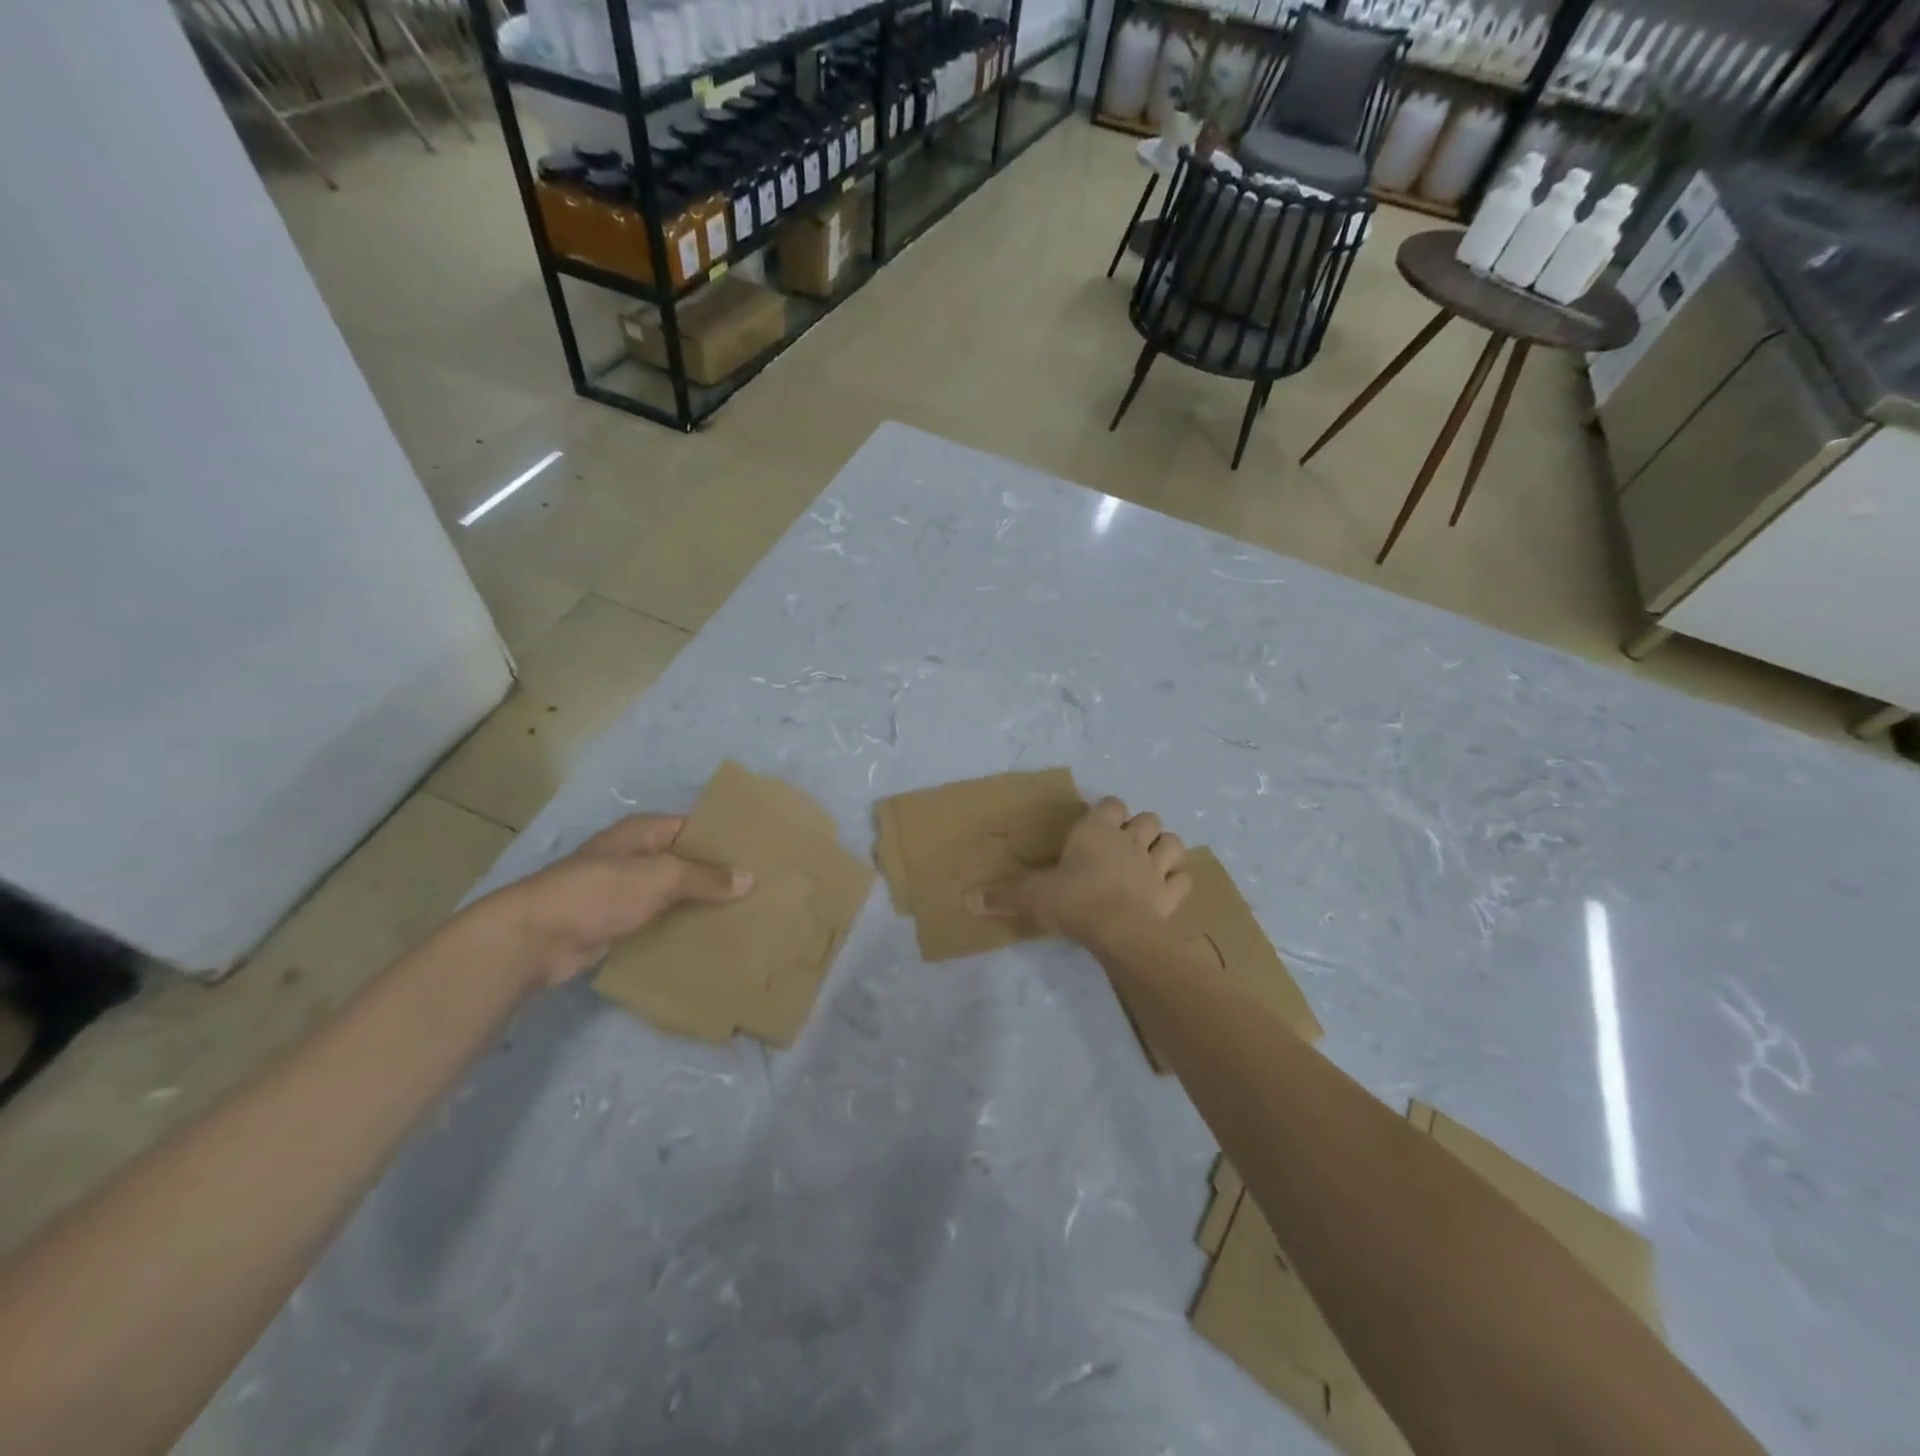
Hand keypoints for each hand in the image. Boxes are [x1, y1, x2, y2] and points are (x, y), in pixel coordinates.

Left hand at [482, 814, 752, 987]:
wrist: (536, 937)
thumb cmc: (600, 892)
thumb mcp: (661, 877)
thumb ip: (706, 877)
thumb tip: (749, 878)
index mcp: (643, 831)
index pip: (694, 826)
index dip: (724, 838)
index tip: (759, 852)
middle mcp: (635, 855)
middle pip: (685, 861)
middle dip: (717, 875)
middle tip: (761, 888)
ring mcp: (624, 891)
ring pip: (673, 894)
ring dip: (700, 904)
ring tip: (744, 914)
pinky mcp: (616, 923)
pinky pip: (659, 920)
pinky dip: (680, 927)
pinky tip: (709, 938)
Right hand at [967, 796, 1189, 946]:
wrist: (1118, 930)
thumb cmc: (1073, 901)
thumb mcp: (1032, 897)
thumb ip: (1003, 896)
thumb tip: (967, 900)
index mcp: (1097, 831)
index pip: (1111, 804)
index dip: (1108, 811)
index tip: (1098, 825)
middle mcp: (1129, 841)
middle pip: (1148, 818)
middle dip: (1140, 827)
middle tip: (1124, 846)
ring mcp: (1155, 866)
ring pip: (1172, 842)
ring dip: (1165, 848)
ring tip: (1151, 860)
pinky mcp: (1170, 894)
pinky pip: (1183, 879)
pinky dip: (1178, 881)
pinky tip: (1167, 888)